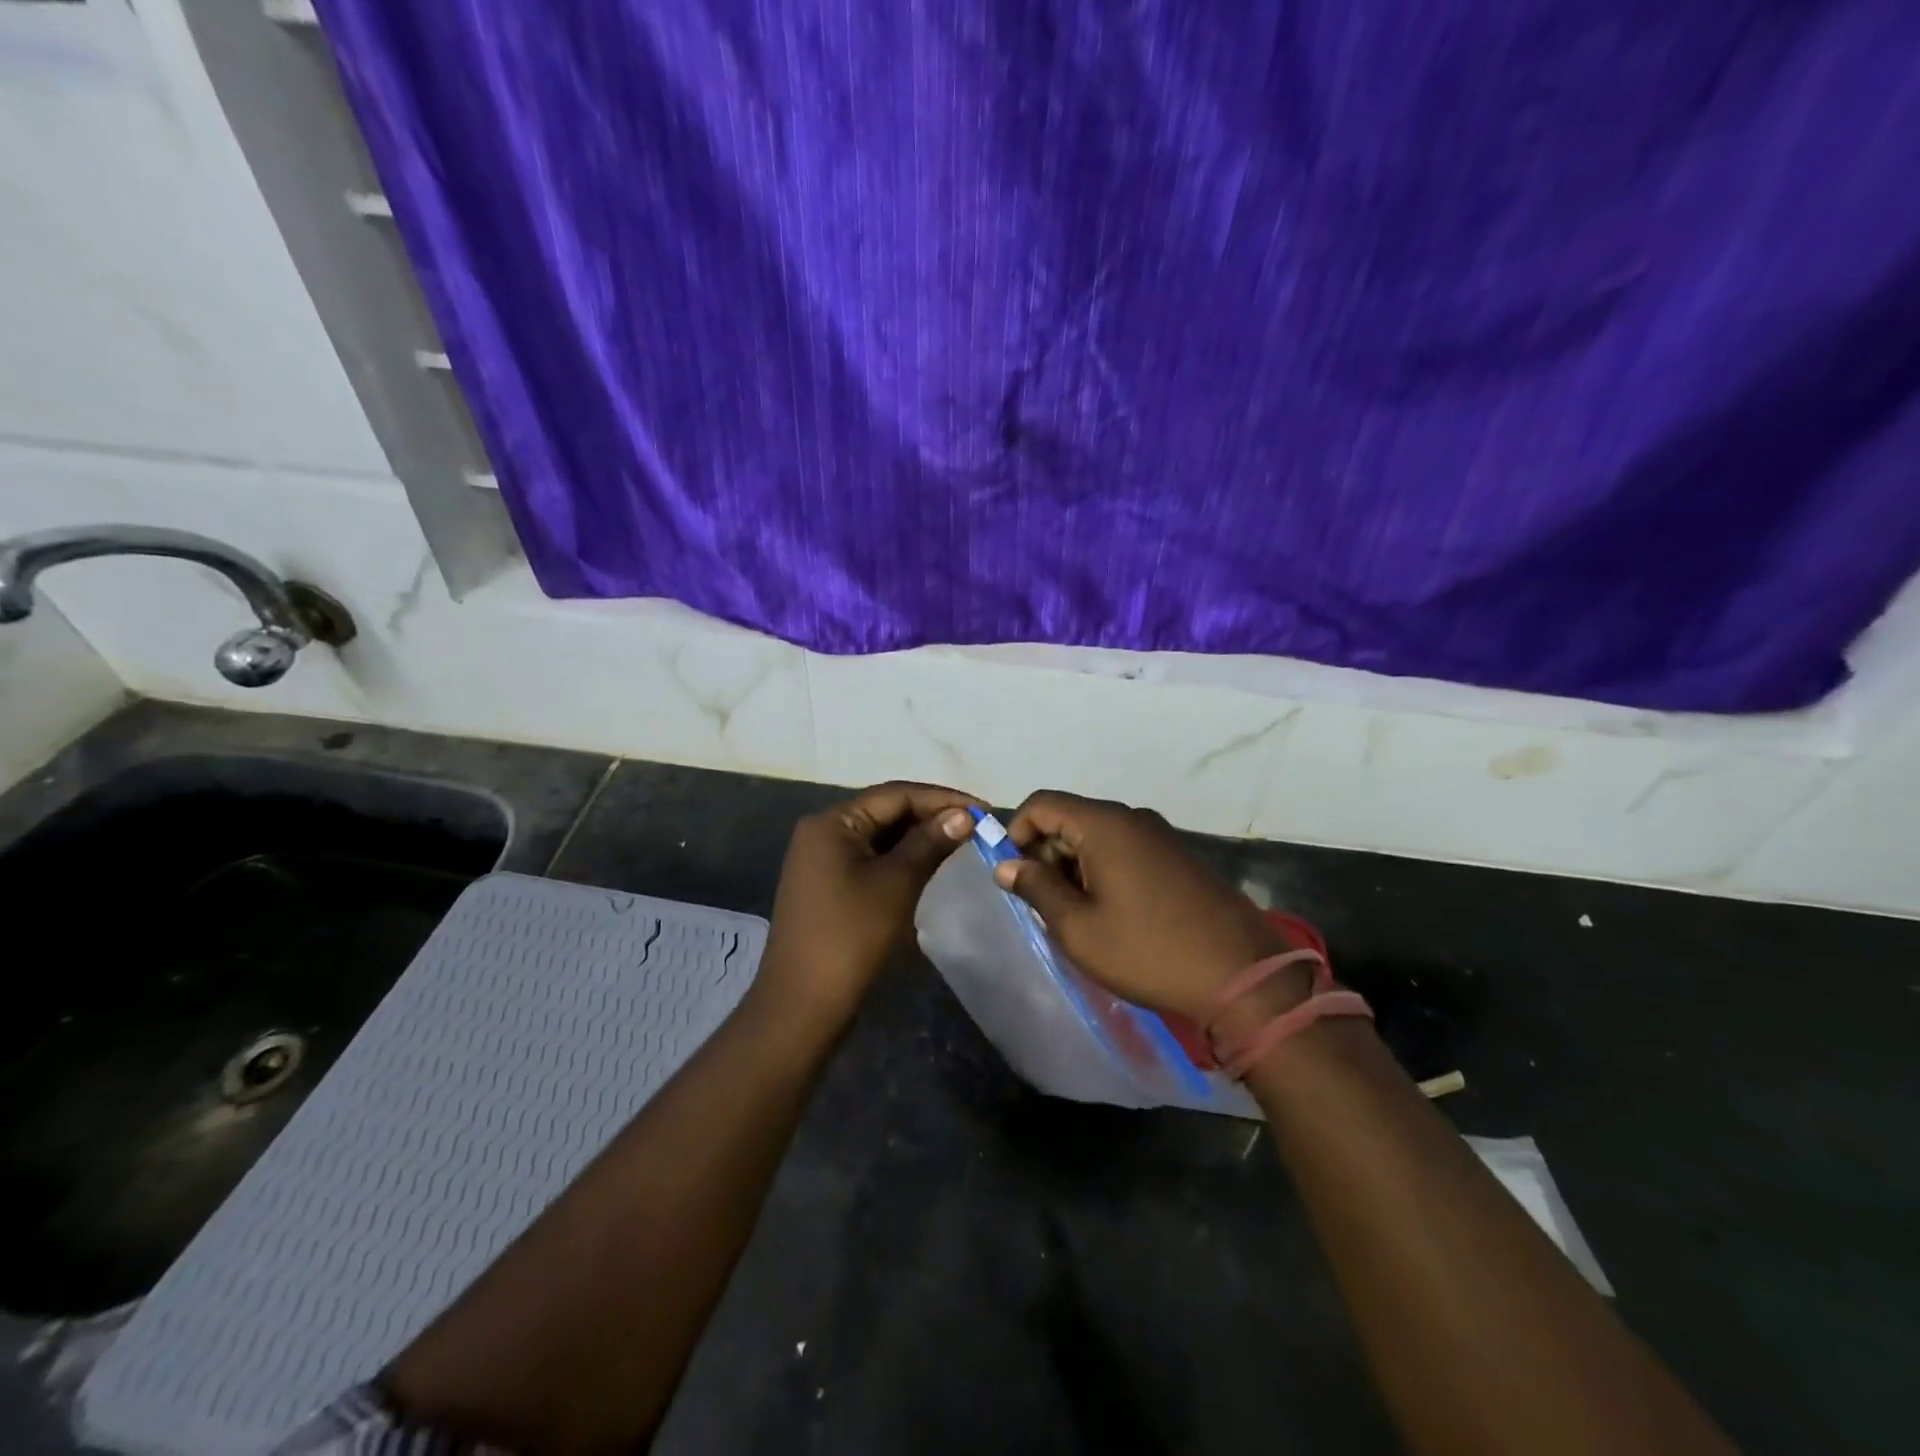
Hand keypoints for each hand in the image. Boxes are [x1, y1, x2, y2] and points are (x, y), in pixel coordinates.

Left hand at [758, 781, 980, 1020]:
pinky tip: (931, 864)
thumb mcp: (896, 884)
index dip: (943, 798)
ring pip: (881, 837)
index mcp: (832, 822)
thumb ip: (930, 842)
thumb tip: (964, 815)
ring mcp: (823, 860)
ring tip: (962, 842)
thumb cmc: (851, 937)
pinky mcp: (829, 886)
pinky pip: (872, 859)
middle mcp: (822, 832)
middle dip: (932, 816)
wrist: (803, 1005)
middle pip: (886, 812)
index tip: (984, 809)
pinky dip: (902, 858)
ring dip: (920, 838)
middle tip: (978, 826)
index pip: (895, 795)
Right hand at [995, 791, 1293, 1019]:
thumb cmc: (1148, 951)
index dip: (1016, 831)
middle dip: (1046, 854)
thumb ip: (1037, 888)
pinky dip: (1103, 870)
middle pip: (1070, 818)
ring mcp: (1160, 835)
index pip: (1042, 803)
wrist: (1241, 975)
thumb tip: (1007, 866)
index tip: (1012, 874)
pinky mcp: (1178, 856)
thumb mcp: (1078, 928)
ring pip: (1097, 836)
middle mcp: (1132, 818)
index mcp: (1104, 825)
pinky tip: (1111, 913)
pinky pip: (1125, 849)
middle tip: (1043, 904)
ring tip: (1077, 916)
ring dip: (1074, 866)